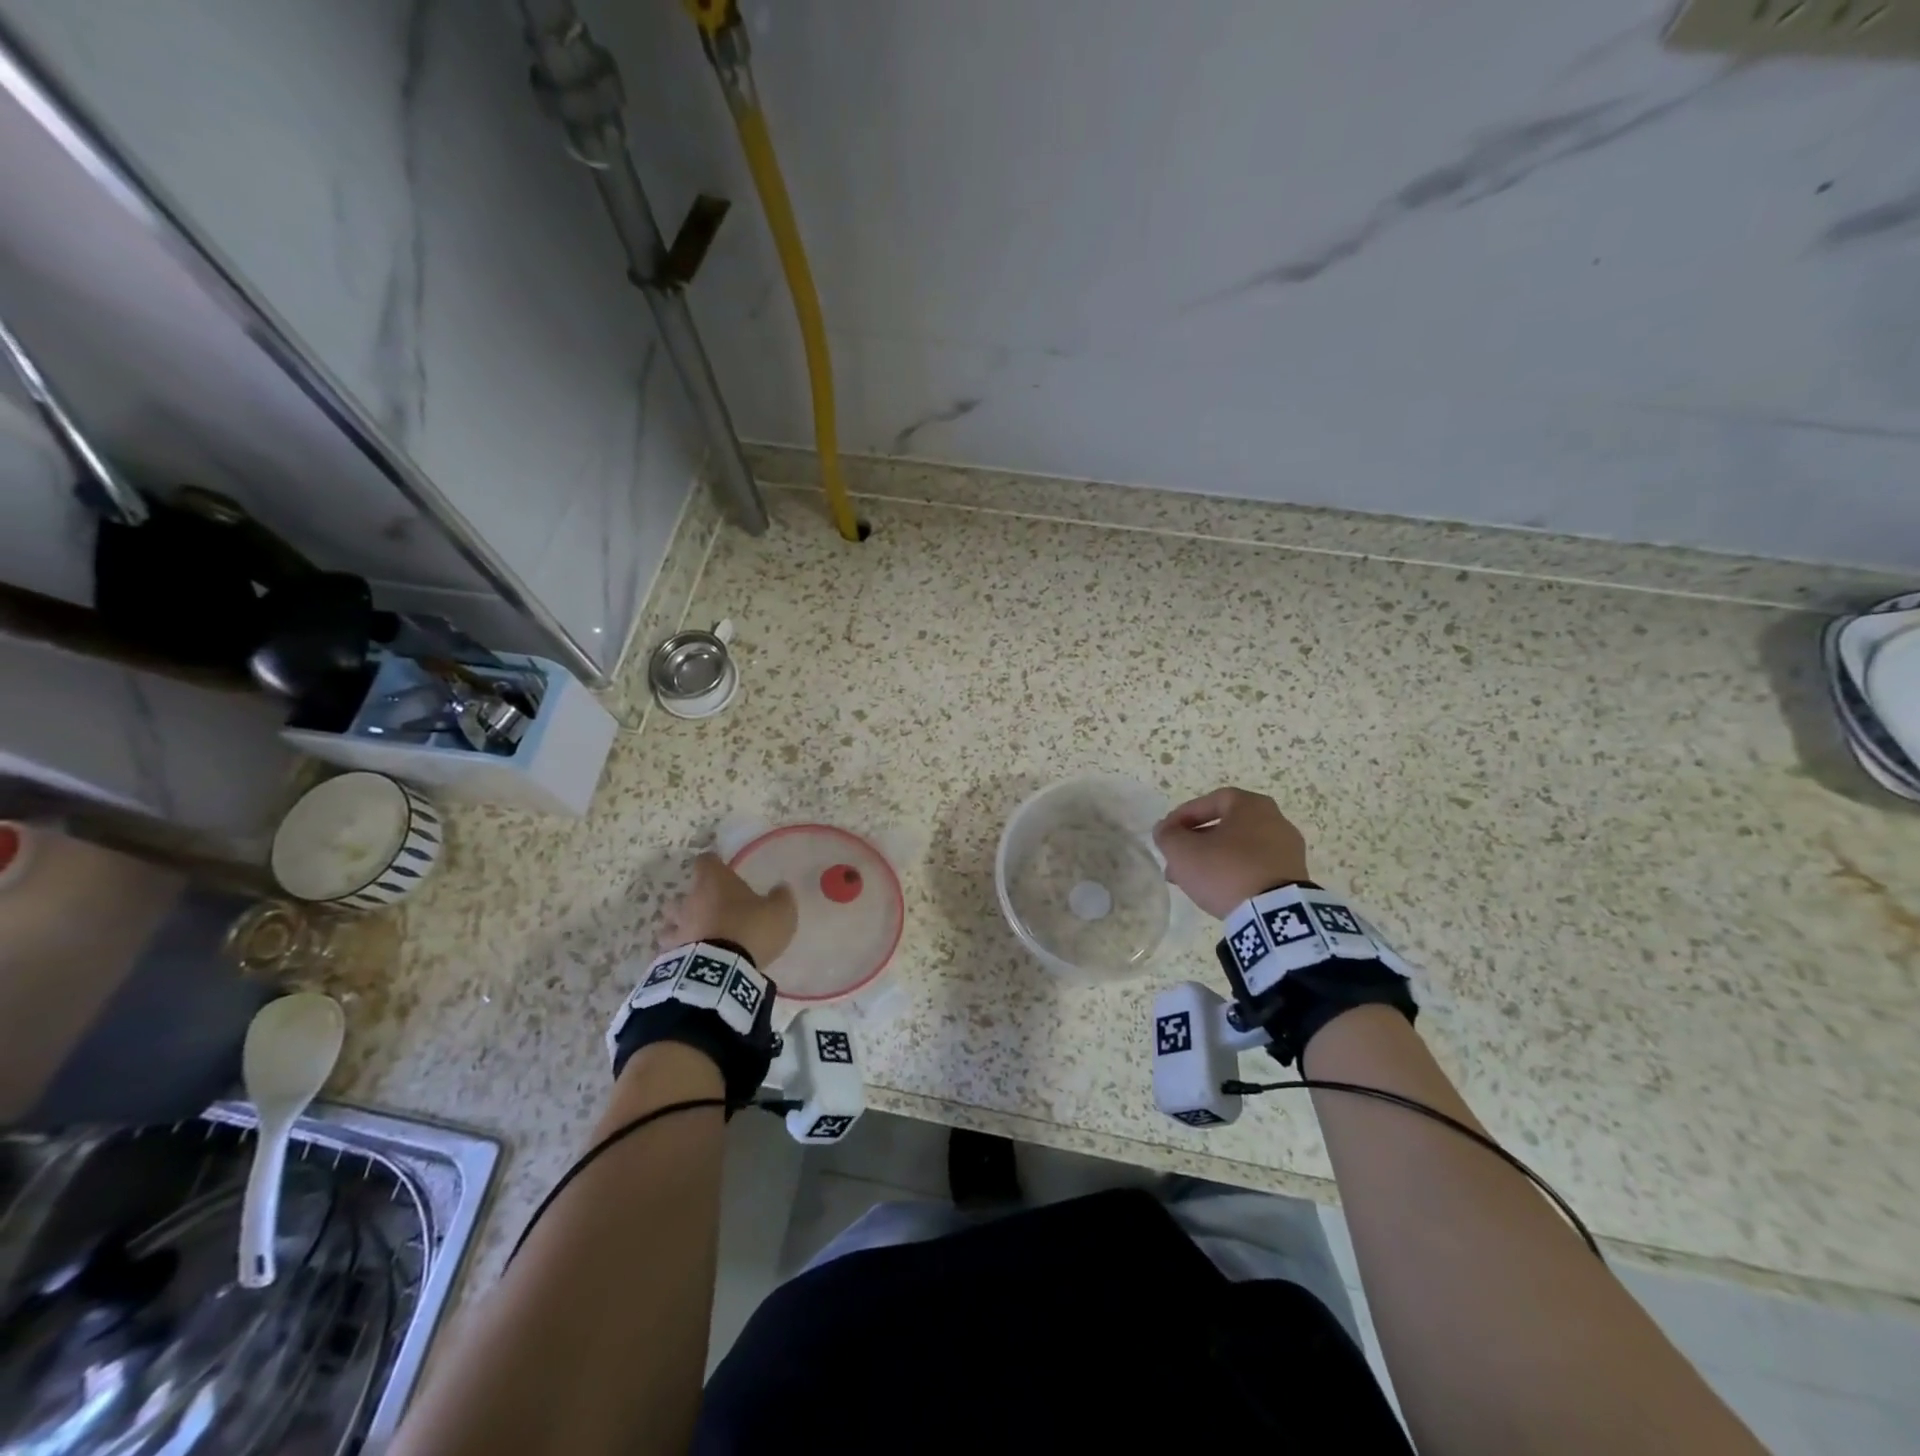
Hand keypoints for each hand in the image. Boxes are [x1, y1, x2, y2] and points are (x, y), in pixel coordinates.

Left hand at [663, 851, 796, 969]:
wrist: (722, 971)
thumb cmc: (751, 929)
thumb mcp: (780, 912)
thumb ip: (781, 897)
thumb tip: (780, 888)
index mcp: (715, 881)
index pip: (706, 861)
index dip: (713, 864)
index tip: (721, 869)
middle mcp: (690, 900)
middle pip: (683, 893)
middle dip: (694, 900)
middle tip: (711, 909)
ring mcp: (678, 928)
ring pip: (671, 922)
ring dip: (682, 926)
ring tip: (697, 936)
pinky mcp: (671, 956)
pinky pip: (673, 949)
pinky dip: (680, 952)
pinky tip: (693, 959)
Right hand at [1153, 787, 1309, 918]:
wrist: (1274, 915)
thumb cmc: (1226, 870)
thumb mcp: (1183, 850)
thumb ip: (1167, 835)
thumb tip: (1165, 830)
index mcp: (1252, 805)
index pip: (1211, 801)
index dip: (1184, 815)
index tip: (1167, 833)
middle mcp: (1275, 821)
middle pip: (1225, 826)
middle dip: (1196, 842)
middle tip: (1176, 860)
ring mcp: (1288, 850)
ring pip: (1239, 849)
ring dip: (1213, 860)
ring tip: (1192, 880)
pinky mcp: (1293, 877)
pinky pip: (1255, 867)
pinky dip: (1234, 873)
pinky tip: (1217, 891)